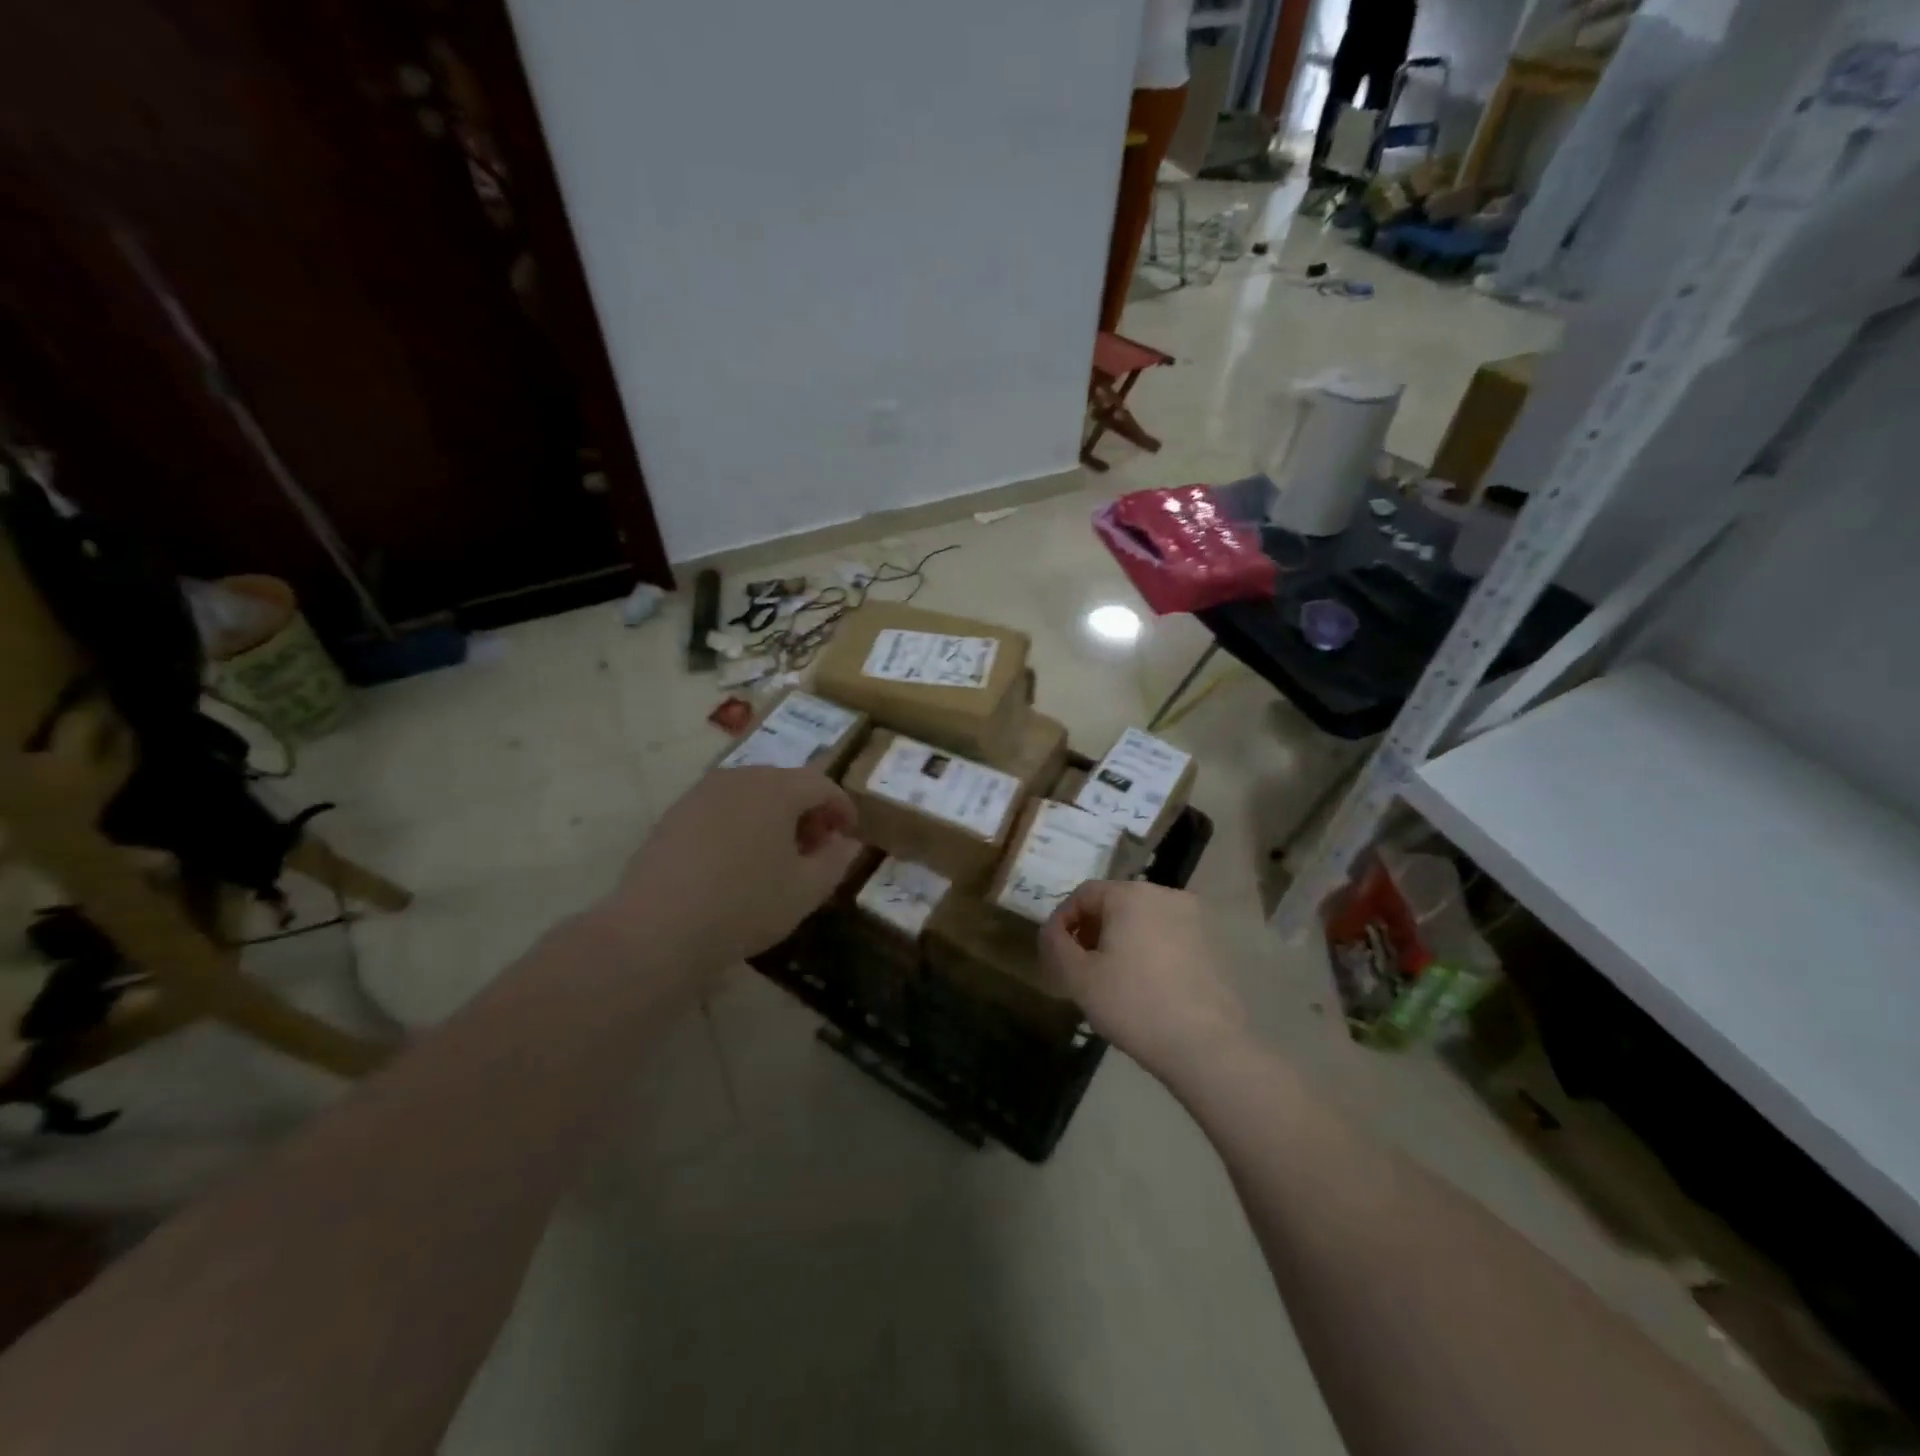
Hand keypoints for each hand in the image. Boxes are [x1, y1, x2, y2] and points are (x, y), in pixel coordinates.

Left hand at [604, 766, 860, 965]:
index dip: (842, 808)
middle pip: (786, 784)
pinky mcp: (674, 814)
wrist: (658, 927)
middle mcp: (740, 777)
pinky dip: (741, 824)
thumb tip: (848, 842)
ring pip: (752, 795)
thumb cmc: (745, 905)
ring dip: (774, 817)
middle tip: (816, 848)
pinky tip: (737, 862)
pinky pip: (722, 809)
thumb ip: (836, 860)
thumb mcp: (806, 890)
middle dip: (808, 812)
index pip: (822, 785)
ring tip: (778, 857)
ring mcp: (702, 793)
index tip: (849, 836)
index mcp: (777, 788)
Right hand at [1040, 881, 1246, 1077]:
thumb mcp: (1079, 977)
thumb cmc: (1134, 1005)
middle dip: (1091, 930)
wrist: (1207, 1047)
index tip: (1054, 953)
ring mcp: (1194, 919)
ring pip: (1142, 920)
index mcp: (1131, 895)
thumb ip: (1056, 945)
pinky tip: (1143, 986)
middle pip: (1115, 903)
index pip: (1084, 893)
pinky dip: (1148, 951)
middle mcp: (1165, 895)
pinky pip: (1167, 937)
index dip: (1062, 920)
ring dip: (1119, 941)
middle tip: (1079, 966)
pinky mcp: (1212, 945)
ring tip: (1109, 978)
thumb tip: (1052, 931)